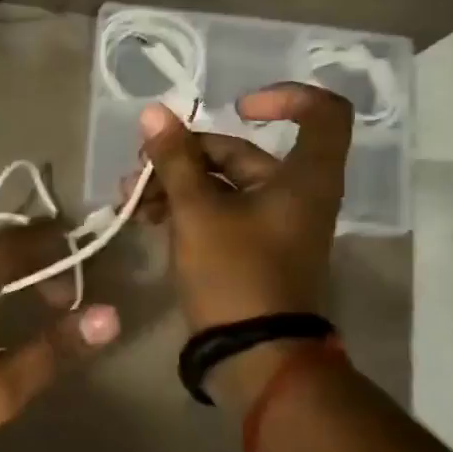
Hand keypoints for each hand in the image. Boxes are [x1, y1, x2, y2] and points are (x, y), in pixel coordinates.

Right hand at [129, 83, 352, 400]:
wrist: (251, 355)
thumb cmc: (234, 273)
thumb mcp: (197, 211)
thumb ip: (175, 159)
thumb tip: (153, 113)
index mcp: (303, 178)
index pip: (322, 112)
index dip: (283, 97)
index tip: (236, 107)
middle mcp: (294, 194)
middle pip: (243, 152)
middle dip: (186, 155)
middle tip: (139, 169)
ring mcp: (272, 224)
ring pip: (222, 184)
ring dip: (176, 183)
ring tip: (131, 198)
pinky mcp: (251, 249)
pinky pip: (219, 212)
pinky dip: (186, 208)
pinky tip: (146, 217)